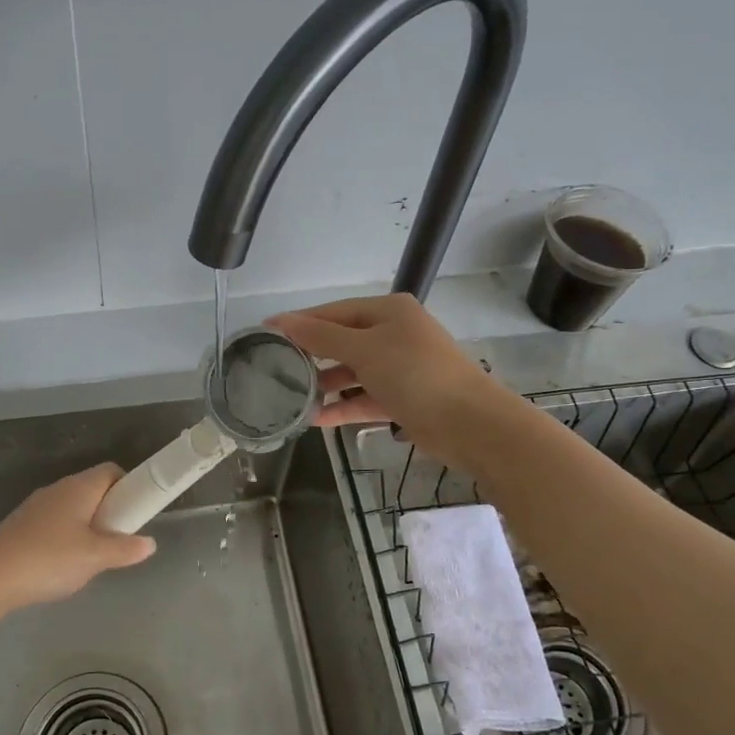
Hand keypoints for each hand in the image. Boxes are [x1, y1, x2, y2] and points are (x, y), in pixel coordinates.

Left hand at [0, 463, 156, 608]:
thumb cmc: (49, 559)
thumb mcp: (95, 558)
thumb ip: (125, 549)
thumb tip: (149, 543)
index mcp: (79, 487)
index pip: (111, 471)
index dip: (128, 487)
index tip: (136, 512)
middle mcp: (58, 489)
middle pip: (92, 489)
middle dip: (109, 510)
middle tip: (118, 539)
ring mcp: (36, 506)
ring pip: (72, 507)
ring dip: (87, 525)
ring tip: (91, 556)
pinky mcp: (20, 525)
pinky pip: (53, 522)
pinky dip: (65, 536)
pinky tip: (62, 563)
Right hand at [267, 294, 519, 472]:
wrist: (469, 423)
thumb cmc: (415, 374)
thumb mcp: (364, 350)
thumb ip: (320, 336)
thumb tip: (280, 320)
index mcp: (388, 311)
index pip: (333, 312)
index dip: (300, 323)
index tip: (265, 335)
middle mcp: (394, 334)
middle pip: (342, 341)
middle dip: (312, 356)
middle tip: (275, 369)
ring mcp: (400, 367)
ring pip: (353, 372)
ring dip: (326, 385)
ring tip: (292, 398)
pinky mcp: (404, 398)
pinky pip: (365, 397)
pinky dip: (344, 406)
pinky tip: (316, 419)